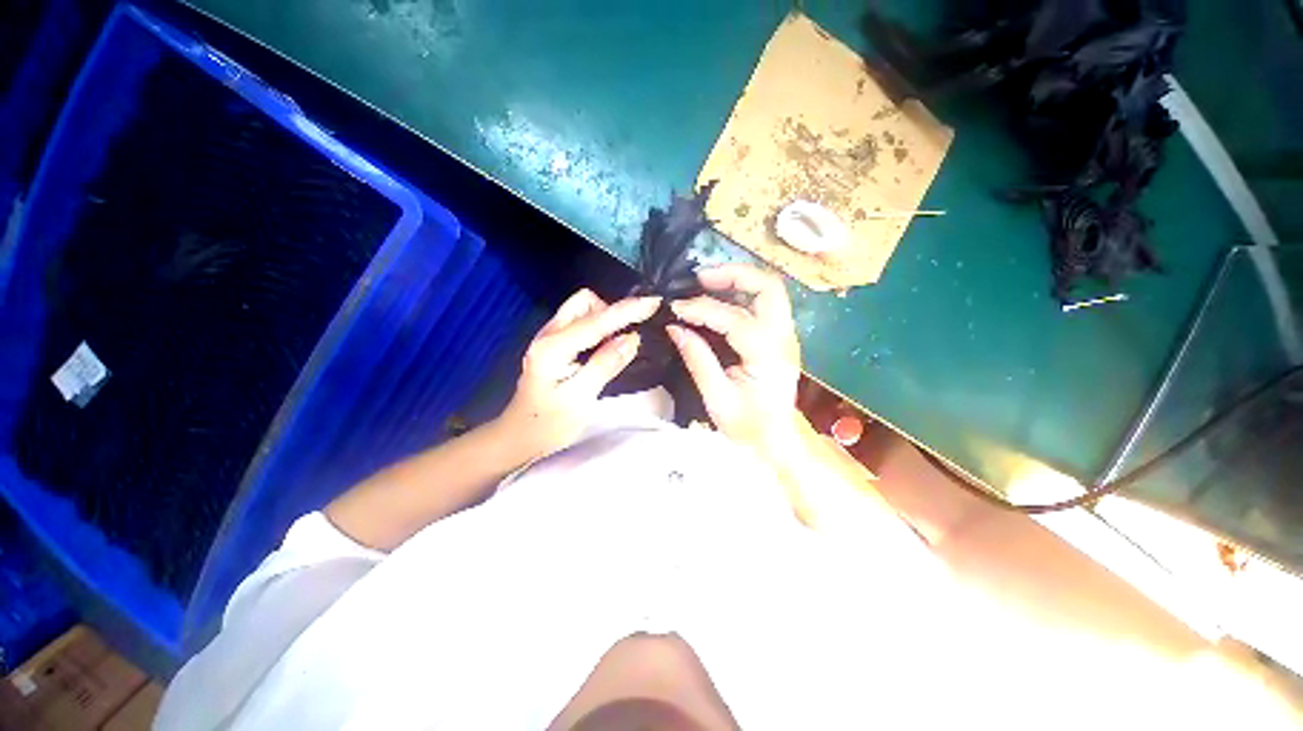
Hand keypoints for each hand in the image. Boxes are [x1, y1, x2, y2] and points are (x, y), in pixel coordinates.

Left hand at [497, 289, 659, 461]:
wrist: (520, 436)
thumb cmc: (549, 424)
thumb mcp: (580, 399)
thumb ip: (605, 365)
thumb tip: (632, 338)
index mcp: (553, 348)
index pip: (596, 321)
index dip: (627, 310)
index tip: (654, 302)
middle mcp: (549, 334)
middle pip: (585, 303)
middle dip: (611, 311)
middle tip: (629, 335)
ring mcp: (549, 336)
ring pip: (582, 309)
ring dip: (605, 318)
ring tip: (617, 343)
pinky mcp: (554, 343)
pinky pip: (580, 321)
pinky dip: (599, 326)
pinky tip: (606, 345)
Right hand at [666, 264, 801, 463]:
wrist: (777, 439)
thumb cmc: (747, 427)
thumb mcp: (717, 399)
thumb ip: (698, 360)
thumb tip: (675, 327)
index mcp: (768, 357)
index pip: (735, 319)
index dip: (702, 309)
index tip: (676, 308)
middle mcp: (784, 339)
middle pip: (768, 287)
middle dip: (733, 274)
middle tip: (699, 278)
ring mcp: (786, 335)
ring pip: (770, 290)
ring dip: (739, 279)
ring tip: (706, 282)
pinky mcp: (780, 337)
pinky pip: (765, 303)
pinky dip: (742, 292)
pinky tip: (719, 298)